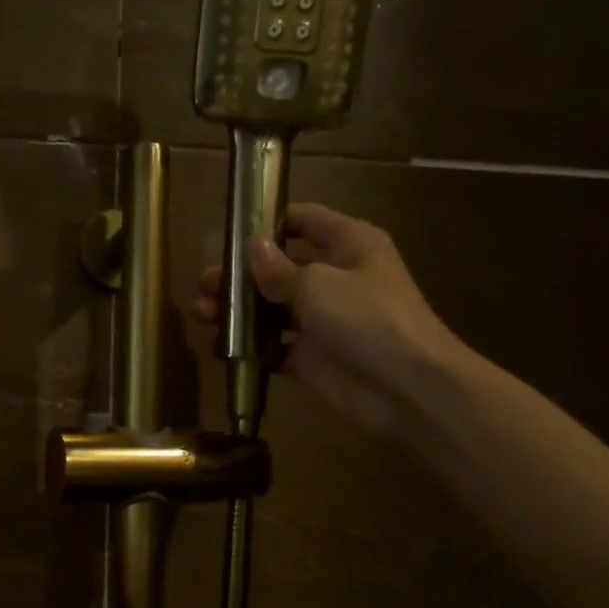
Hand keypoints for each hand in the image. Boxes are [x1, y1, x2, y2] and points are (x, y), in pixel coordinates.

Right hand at [194, 204, 463, 436]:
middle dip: (239, 275)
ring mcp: (322, 319)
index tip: (229, 232)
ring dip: (236, 311)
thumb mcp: (318, 284)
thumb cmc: (367, 319)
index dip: (268, 222)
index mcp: (348, 245)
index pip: (304, 220)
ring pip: (270, 309)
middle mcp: (334, 277)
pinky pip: (272, 346)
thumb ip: (278, 269)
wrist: (407, 388)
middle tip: (203, 284)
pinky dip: (248, 347)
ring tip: (201, 314)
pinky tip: (218, 347)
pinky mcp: (310, 357)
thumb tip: (251, 247)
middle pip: (278, 268)